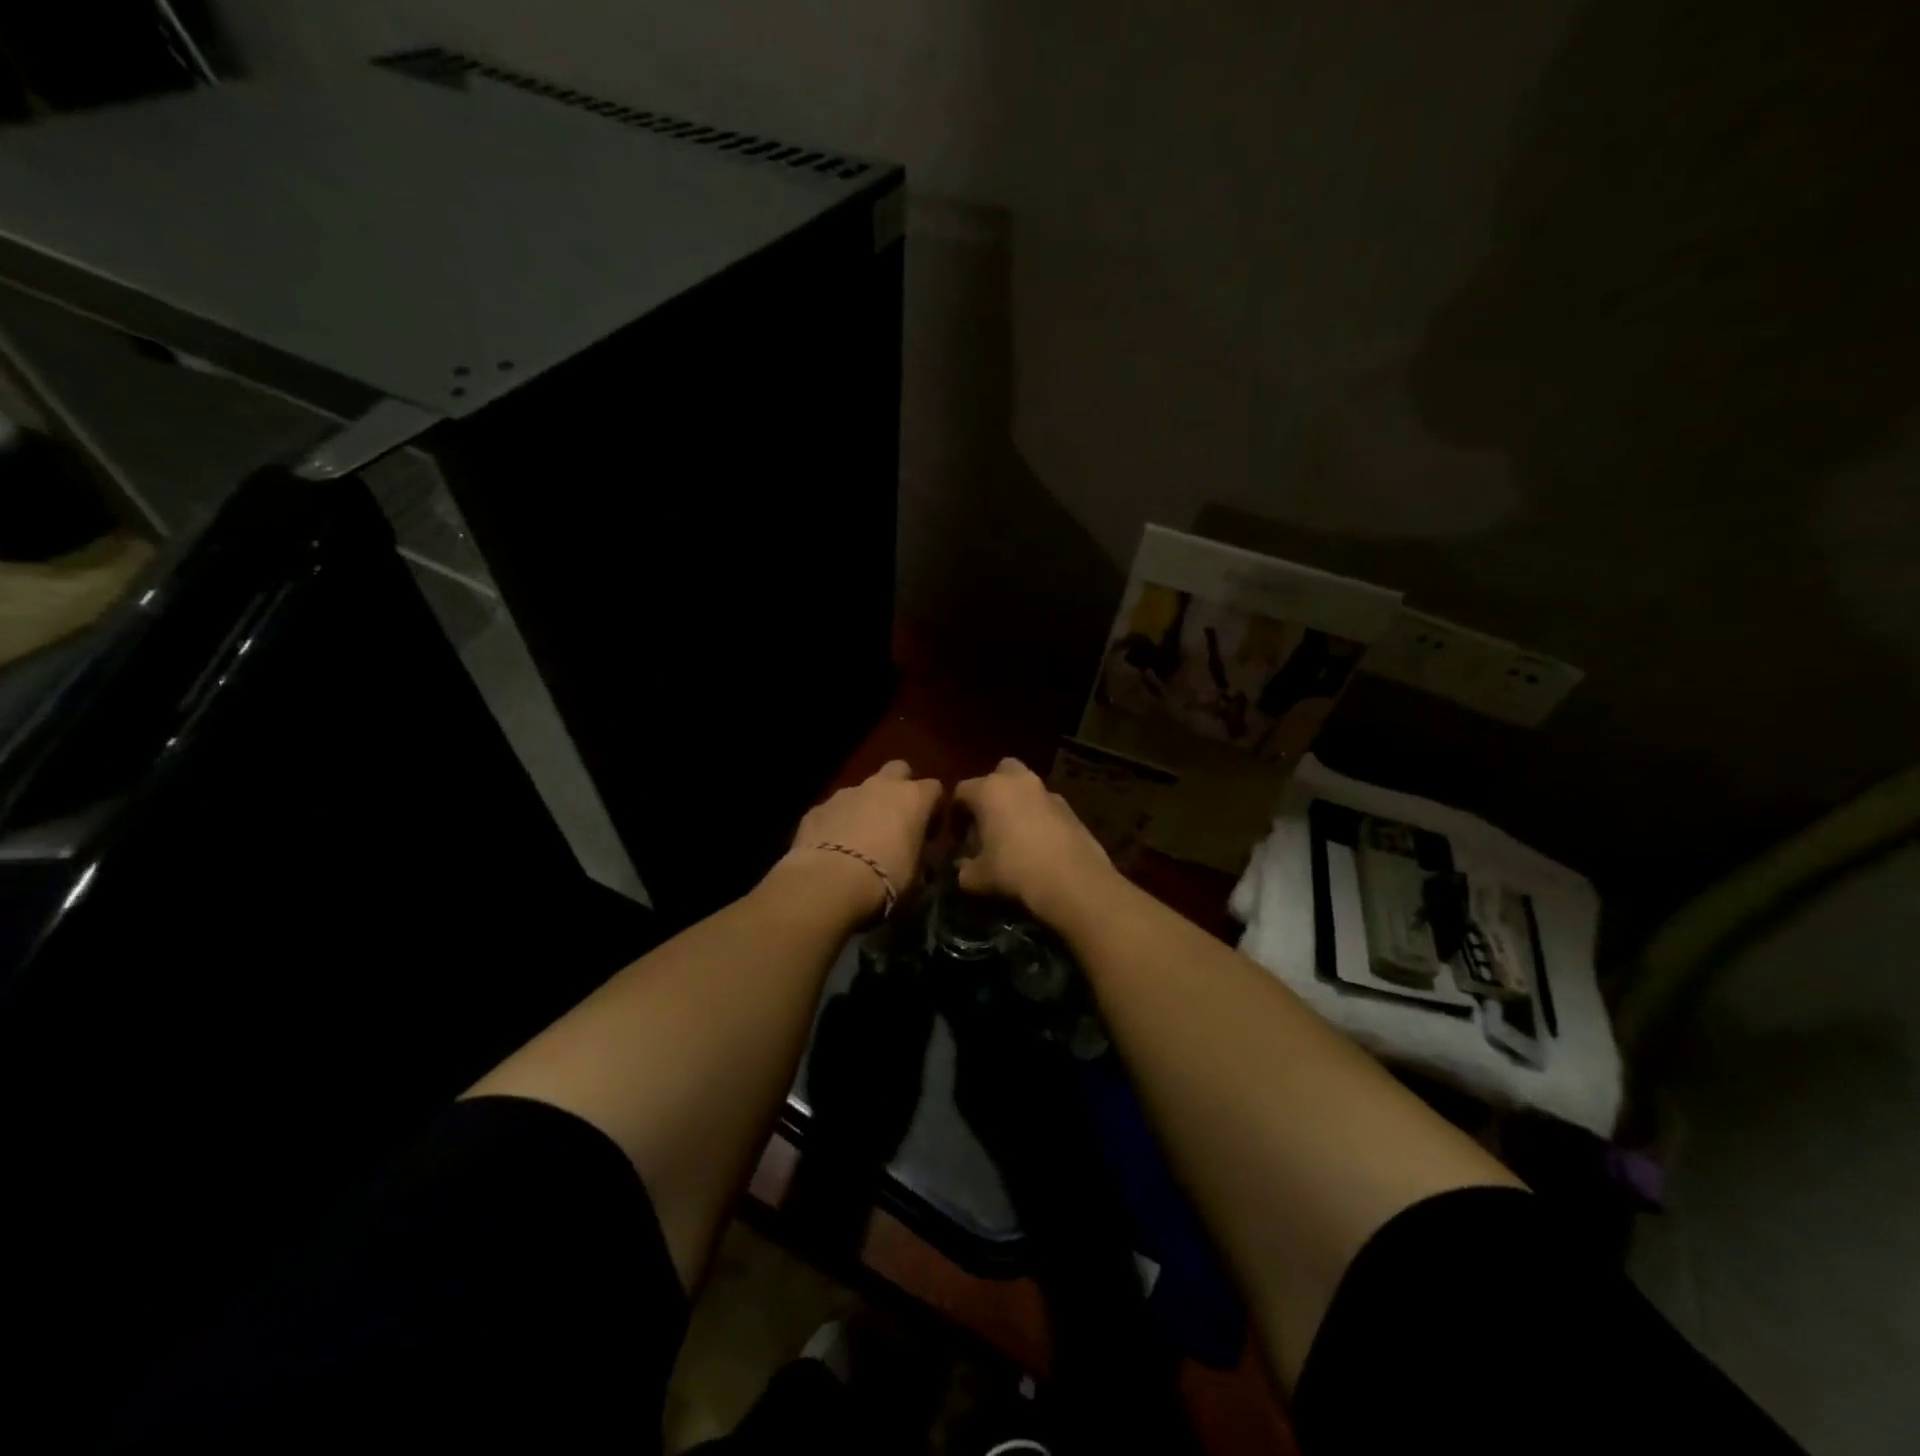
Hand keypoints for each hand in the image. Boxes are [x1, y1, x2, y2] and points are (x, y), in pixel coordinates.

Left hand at [784, 760, 943, 918]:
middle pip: (898, 770)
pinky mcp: (817, 808)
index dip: (934, 809)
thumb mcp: (917, 876)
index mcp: (913, 798)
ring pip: (862, 790)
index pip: (934, 789)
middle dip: (900, 788)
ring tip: (861, 840)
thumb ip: (921, 858)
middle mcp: (881, 786)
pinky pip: (834, 810)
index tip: (929, 833)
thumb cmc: (886, 877)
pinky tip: (833, 848)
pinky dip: (837, 823)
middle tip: (897, 819)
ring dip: (865, 807)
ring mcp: (846, 793)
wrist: (830, 881)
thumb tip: (921, 861)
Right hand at [952, 758, 1118, 927]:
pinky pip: (1046, 805)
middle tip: (987, 819)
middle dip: (992, 790)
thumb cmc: (1015, 869)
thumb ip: (964, 870)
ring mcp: (1047, 792)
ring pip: (1026, 787)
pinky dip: (1039, 816)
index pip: (962, 791)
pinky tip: (1038, 842)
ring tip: (1013, 833)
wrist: (1072, 879)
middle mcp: (1018, 782)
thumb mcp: (979, 877)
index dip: (955, 812)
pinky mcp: (1070, 808)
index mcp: (989, 790)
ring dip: (1018, 802)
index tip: (956, 834)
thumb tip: (962, 870)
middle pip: (1000, 772)